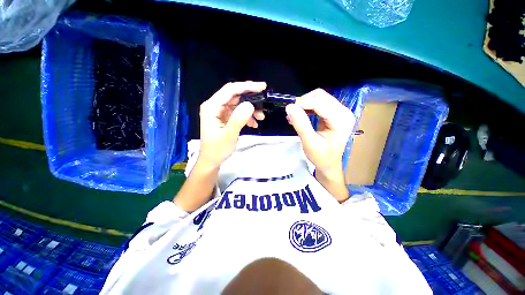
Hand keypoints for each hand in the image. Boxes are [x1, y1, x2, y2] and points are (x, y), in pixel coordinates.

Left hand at [199, 81, 266, 167]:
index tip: (262, 87)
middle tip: (264, 102)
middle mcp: (215, 106)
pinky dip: (247, 116)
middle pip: (235, 95)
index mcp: (212, 107)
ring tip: (261, 118)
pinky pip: (238, 112)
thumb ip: (238, 119)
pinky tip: (254, 124)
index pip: (230, 90)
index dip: (247, 87)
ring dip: (251, 109)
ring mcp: (220, 112)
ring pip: (238, 104)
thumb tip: (250, 105)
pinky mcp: (225, 118)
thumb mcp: (229, 135)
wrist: (212, 160)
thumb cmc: (217, 149)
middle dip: (251, 99)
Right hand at [285, 88, 354, 181]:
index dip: (303, 102)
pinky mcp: (335, 113)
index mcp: (341, 120)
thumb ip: (301, 124)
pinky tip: (301, 114)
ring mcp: (341, 111)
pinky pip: (320, 103)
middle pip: (321, 96)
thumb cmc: (321, 156)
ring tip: (295, 115)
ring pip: (319, 98)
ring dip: (305, 104)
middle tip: (291, 112)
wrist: (329, 164)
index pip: (320, 103)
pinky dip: (308, 107)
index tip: (288, 108)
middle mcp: (344, 112)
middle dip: (303, 102)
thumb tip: (290, 107)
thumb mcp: (309, 142)